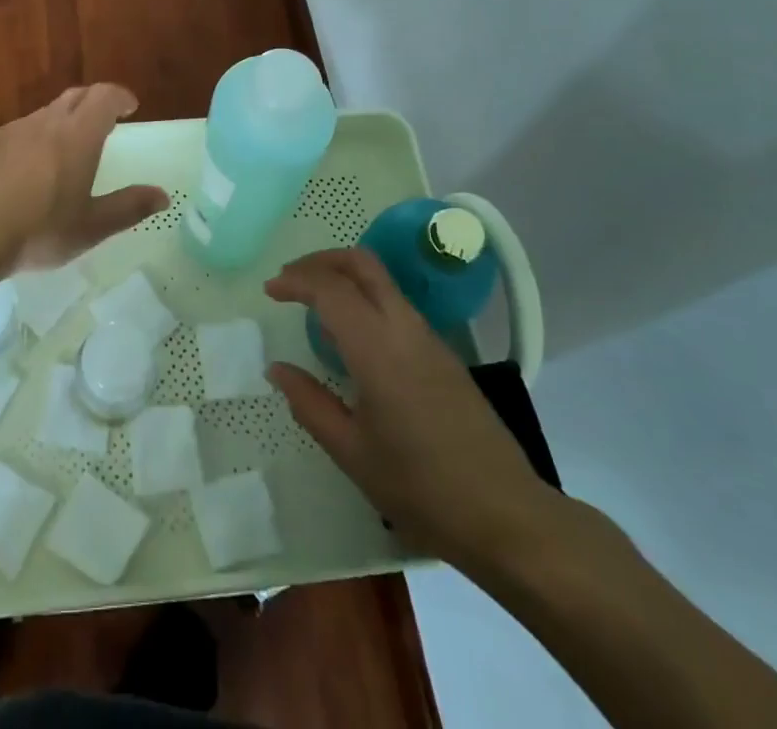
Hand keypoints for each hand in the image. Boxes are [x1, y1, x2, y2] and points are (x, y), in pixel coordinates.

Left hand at [0, 85, 168, 275]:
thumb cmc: (38, 231)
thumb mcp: (91, 227)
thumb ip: (129, 207)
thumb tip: (163, 196)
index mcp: (77, 136)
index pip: (104, 97)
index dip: (119, 97)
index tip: (130, 108)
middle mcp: (45, 123)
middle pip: (74, 97)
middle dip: (93, 103)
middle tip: (104, 121)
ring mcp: (11, 131)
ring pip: (43, 114)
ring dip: (61, 121)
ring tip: (65, 150)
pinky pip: (17, 132)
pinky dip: (32, 140)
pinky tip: (25, 170)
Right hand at [265, 248, 560, 573]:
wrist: (506, 515)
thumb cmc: (421, 488)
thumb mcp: (352, 452)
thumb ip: (309, 404)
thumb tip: (277, 369)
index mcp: (377, 348)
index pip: (330, 288)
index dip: (295, 280)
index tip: (270, 291)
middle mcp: (405, 328)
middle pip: (362, 264)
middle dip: (321, 261)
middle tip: (290, 280)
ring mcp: (429, 338)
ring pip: (382, 281)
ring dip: (344, 277)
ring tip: (314, 306)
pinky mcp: (444, 354)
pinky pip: (396, 305)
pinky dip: (365, 299)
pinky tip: (351, 337)